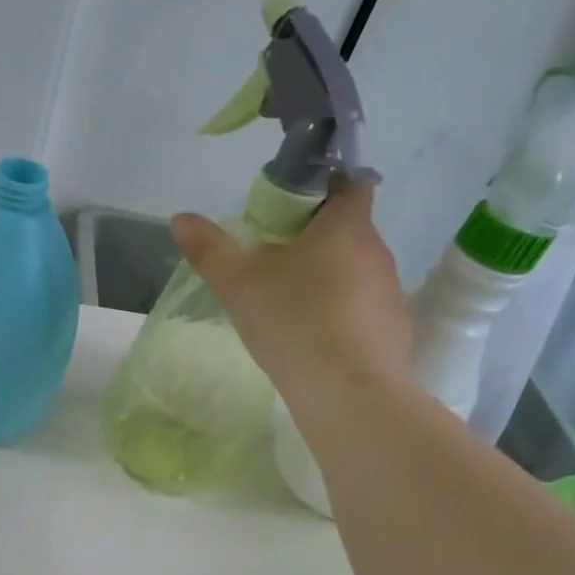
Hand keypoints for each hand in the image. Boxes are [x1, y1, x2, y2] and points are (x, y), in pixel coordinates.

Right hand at [171, 172, 410, 405]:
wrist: (347, 391)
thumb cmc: (293, 321)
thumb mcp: (238, 283)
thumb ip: (210, 249)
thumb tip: (181, 218)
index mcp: (346, 226)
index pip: (350, 184)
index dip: (323, 187)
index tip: (289, 210)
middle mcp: (377, 252)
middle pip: (348, 231)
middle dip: (315, 240)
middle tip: (274, 263)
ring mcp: (390, 293)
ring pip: (356, 272)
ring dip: (328, 280)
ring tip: (290, 307)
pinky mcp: (393, 332)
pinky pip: (363, 311)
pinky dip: (341, 316)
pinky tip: (313, 341)